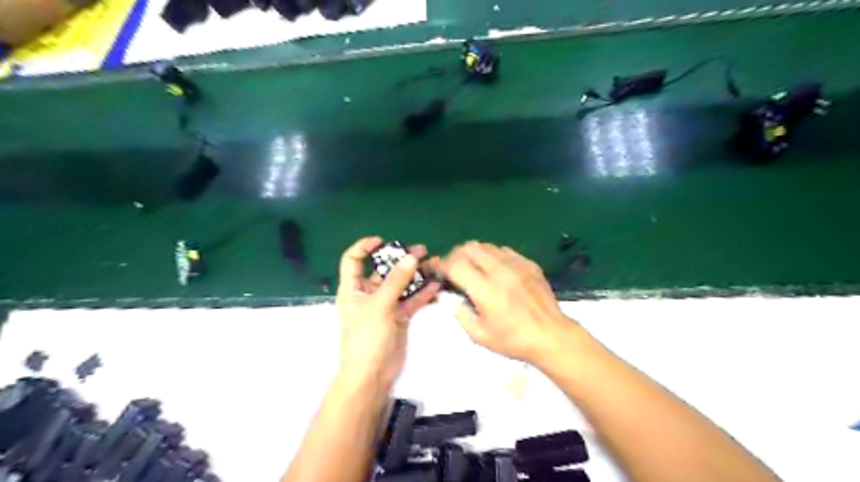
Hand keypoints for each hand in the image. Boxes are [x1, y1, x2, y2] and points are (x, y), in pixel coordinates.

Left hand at [335, 236, 441, 388]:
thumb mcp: (379, 304)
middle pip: (384, 270)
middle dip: (402, 259)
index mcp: (353, 288)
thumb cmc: (366, 336)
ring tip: (436, 263)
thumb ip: (396, 280)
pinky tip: (437, 285)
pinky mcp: (399, 317)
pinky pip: (412, 300)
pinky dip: (423, 292)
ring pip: (402, 284)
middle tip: (422, 251)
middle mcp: (369, 294)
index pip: (353, 260)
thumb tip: (411, 257)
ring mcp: (385, 305)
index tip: (382, 241)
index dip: (364, 247)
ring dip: (417, 274)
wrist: (371, 374)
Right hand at [443, 243, 577, 363]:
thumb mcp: (479, 335)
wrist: (552, 336)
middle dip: (456, 255)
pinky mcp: (529, 264)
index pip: (456, 264)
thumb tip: (454, 298)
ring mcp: (517, 265)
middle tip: (453, 268)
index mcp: (486, 290)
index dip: (442, 264)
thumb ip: (461, 314)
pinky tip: (495, 269)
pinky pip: (504, 250)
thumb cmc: (514, 340)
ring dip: (474, 254)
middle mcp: (500, 271)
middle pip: (469, 247)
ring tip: (473, 268)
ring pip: (486, 246)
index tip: (438, 270)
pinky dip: (493, 256)